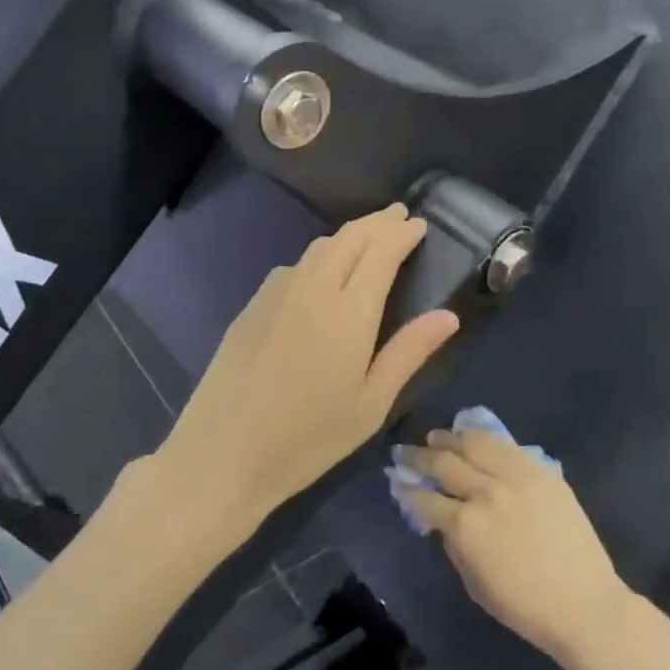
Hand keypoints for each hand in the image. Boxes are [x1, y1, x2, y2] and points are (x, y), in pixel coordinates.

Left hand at [156, 205, 458, 539]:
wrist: (222, 453)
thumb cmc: (308, 437)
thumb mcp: (371, 404)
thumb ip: (409, 352)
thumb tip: (448, 315)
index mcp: (349, 311)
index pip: (381, 252)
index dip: (402, 234)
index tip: (420, 225)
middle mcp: (313, 288)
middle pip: (350, 238)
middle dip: (378, 222)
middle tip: (400, 216)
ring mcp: (277, 293)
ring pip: (319, 247)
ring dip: (349, 234)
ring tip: (368, 237)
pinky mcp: (252, 306)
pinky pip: (294, 265)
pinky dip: (320, 254)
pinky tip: (322, 271)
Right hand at [399, 429, 636, 669]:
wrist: (584, 603)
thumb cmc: (525, 606)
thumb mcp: (474, 584)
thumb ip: (453, 545)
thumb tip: (442, 519)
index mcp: (466, 526)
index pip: (427, 499)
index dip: (408, 490)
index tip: (399, 482)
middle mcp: (486, 492)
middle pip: (444, 463)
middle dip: (420, 457)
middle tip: (406, 452)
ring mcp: (516, 476)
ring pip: (474, 443)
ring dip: (450, 438)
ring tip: (437, 437)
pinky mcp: (541, 470)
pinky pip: (506, 445)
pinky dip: (484, 437)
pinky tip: (472, 436)